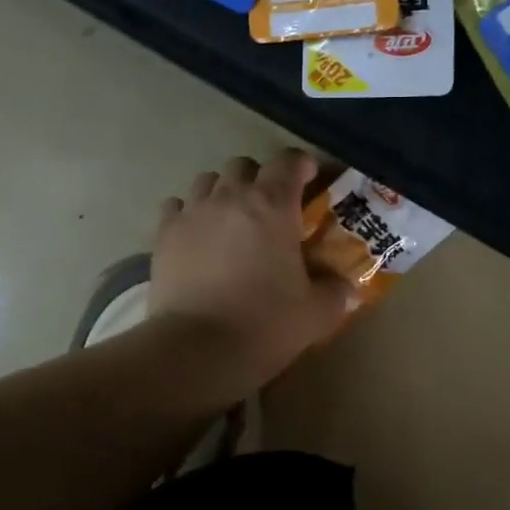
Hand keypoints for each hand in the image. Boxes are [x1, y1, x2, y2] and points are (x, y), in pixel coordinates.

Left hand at [151, 149, 351, 389]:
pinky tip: (195, 235)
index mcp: (273, 205)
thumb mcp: (316, 313)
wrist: (197, 348)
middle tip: (269, 208)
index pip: (288, 161)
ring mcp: (192, 211)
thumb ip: (335, 292)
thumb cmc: (264, 324)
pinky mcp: (164, 233)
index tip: (309, 179)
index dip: (301, 165)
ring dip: (222, 192)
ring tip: (230, 220)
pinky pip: (176, 206)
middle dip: (259, 179)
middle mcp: (230, 196)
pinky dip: (188, 213)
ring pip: (208, 180)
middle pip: (244, 166)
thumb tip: (346, 286)